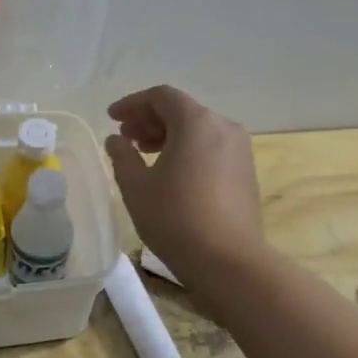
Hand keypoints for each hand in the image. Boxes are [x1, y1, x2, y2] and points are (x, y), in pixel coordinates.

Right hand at [105, 86, 265, 285]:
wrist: (228, 261)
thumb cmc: (175, 218)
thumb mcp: (136, 186)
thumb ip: (122, 156)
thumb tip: (116, 140)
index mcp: (197, 122)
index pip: (161, 96)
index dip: (132, 103)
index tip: (112, 118)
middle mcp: (223, 127)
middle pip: (182, 111)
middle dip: (149, 120)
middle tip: (125, 138)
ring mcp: (239, 150)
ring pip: (198, 130)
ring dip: (168, 136)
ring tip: (143, 155)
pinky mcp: (245, 172)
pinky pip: (211, 148)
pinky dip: (187, 150)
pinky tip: (169, 173)